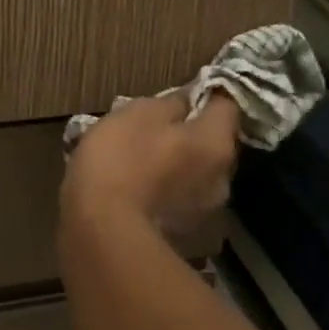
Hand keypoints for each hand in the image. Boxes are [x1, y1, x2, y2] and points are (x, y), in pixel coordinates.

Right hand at [63, 92, 242, 235]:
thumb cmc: (122, 160)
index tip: (184, 90)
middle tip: (156, 128)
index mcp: (217, 142)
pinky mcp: (187, 238)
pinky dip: (166, 193)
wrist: (102, 234)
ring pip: (196, 174)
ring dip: (178, 166)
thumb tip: (188, 100)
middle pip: (212, 142)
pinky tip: (139, 191)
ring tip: (143, 163)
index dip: (207, 93)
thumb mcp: (140, 113)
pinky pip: (180, 201)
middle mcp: (223, 178)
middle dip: (190, 134)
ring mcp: (207, 213)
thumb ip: (172, 103)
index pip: (227, 104)